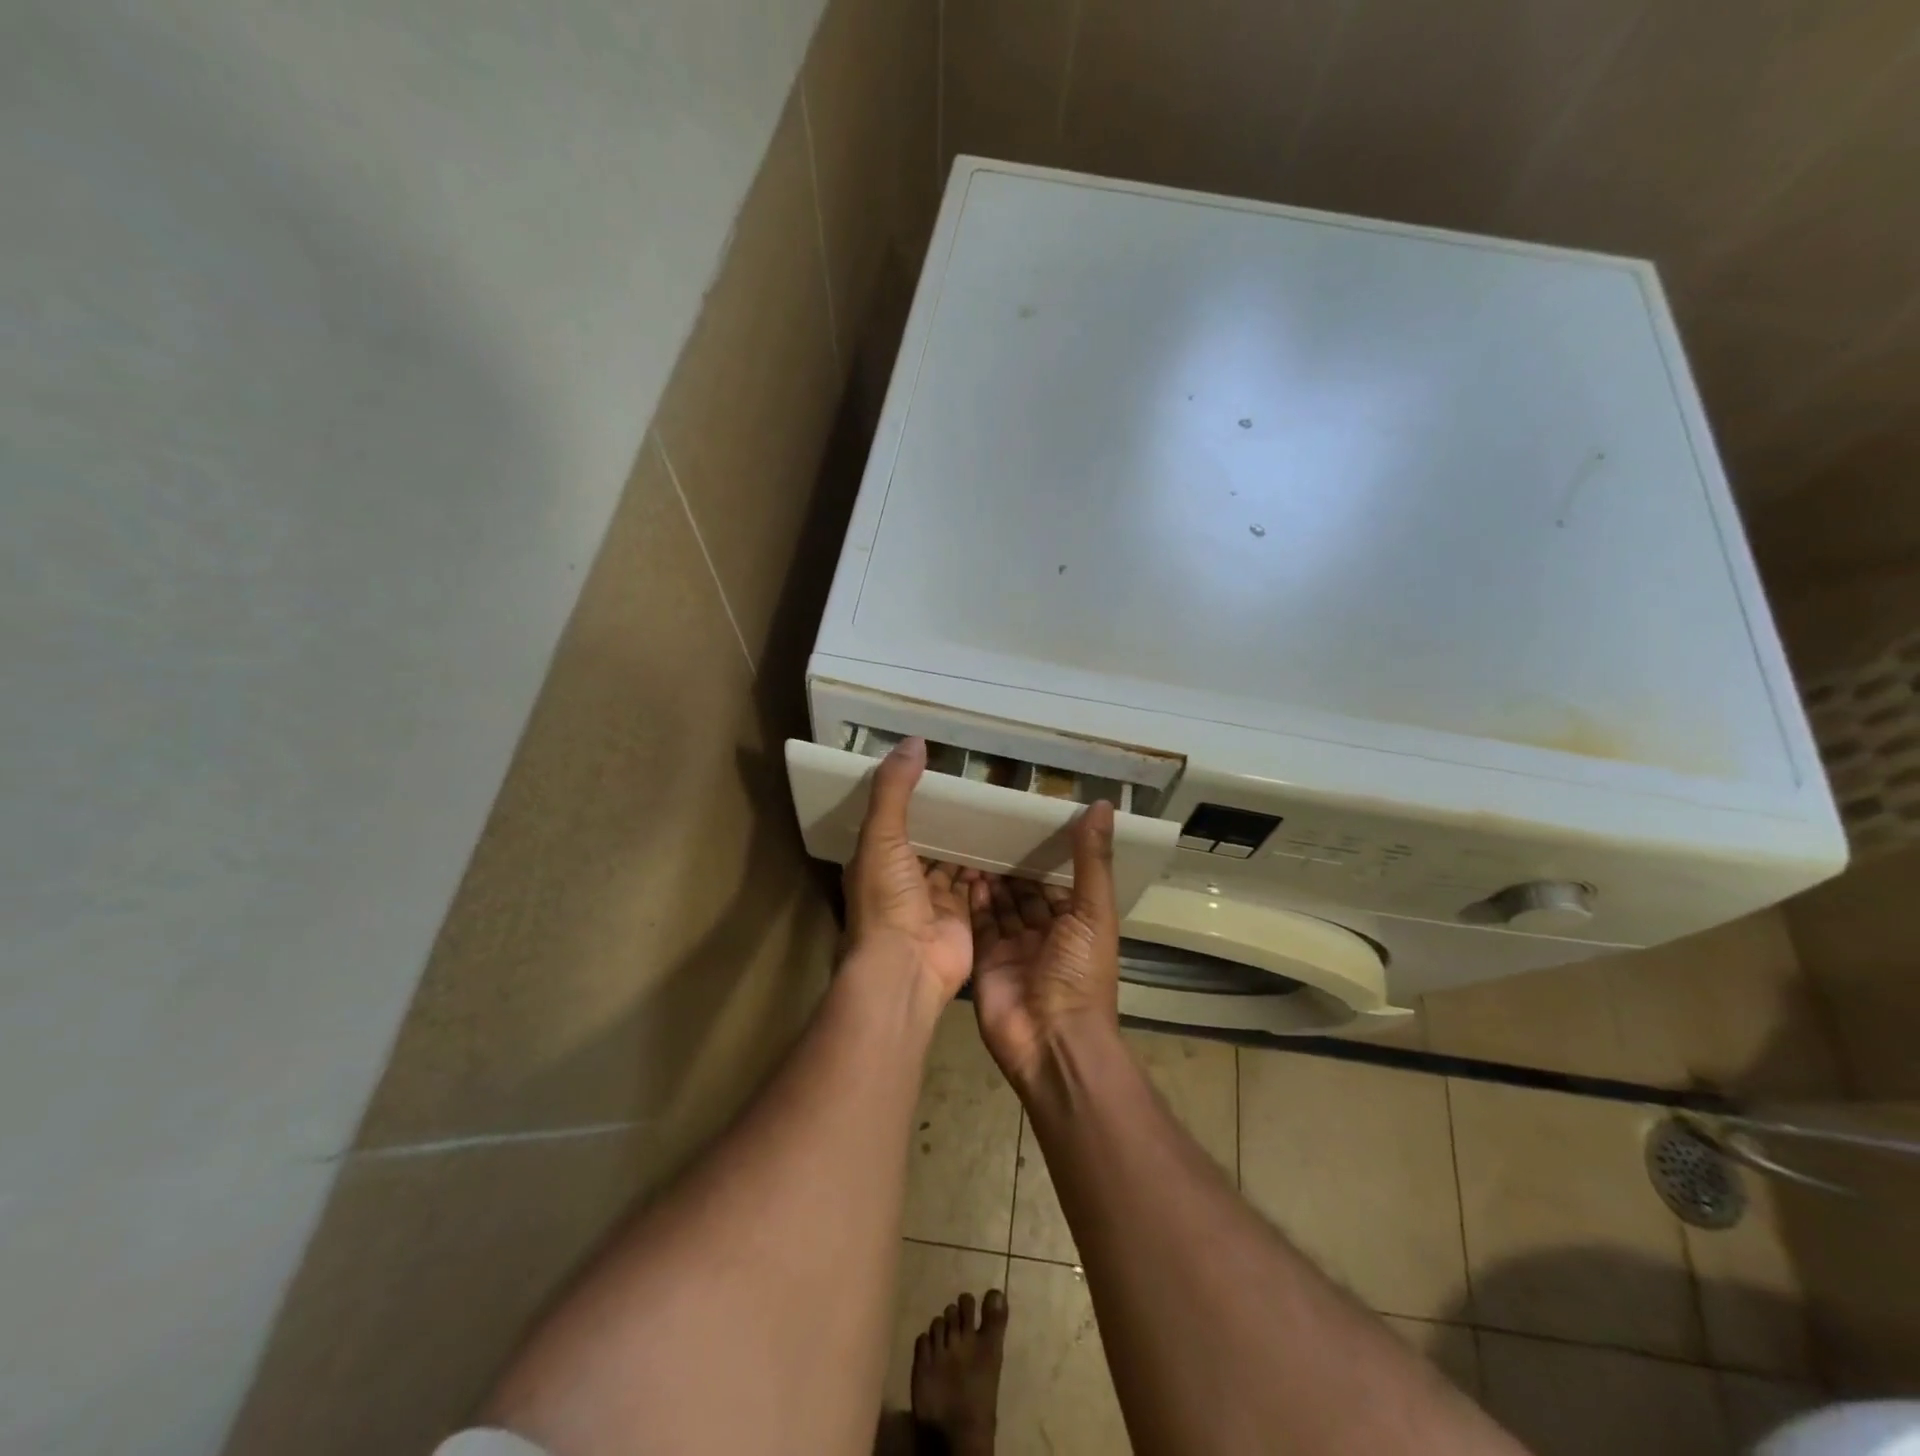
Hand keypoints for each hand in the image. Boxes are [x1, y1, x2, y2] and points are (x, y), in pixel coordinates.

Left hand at [843, 738, 973, 1005]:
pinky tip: (1008, 843)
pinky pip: (977, 885)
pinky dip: (989, 868)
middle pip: (928, 840)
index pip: (894, 819)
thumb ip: (895, 789)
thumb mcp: (882, 835)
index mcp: (877, 858)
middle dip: (949, 819)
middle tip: (979, 786)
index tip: (938, 768)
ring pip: (954, 862)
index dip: (912, 796)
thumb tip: (913, 741)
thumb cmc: (886, 899)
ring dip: (970, 842)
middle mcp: (903, 879)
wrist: (906, 966)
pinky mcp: (961, 916)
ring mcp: (933, 900)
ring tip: (998, 808)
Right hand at [968, 802, 1120, 1085]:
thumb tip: (1101, 804)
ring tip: (973, 840)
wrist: (1051, 1041)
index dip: (1044, 854)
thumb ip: (1092, 860)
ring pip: (1000, 905)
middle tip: (989, 825)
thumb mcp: (1093, 912)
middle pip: (1025, 892)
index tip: (1025, 819)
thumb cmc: (1081, 975)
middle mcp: (1045, 934)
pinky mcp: (986, 960)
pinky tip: (965, 871)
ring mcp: (1013, 948)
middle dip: (1012, 864)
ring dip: (991, 878)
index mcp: (1076, 924)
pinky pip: (979, 924)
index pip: (1057, 881)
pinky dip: (973, 900)